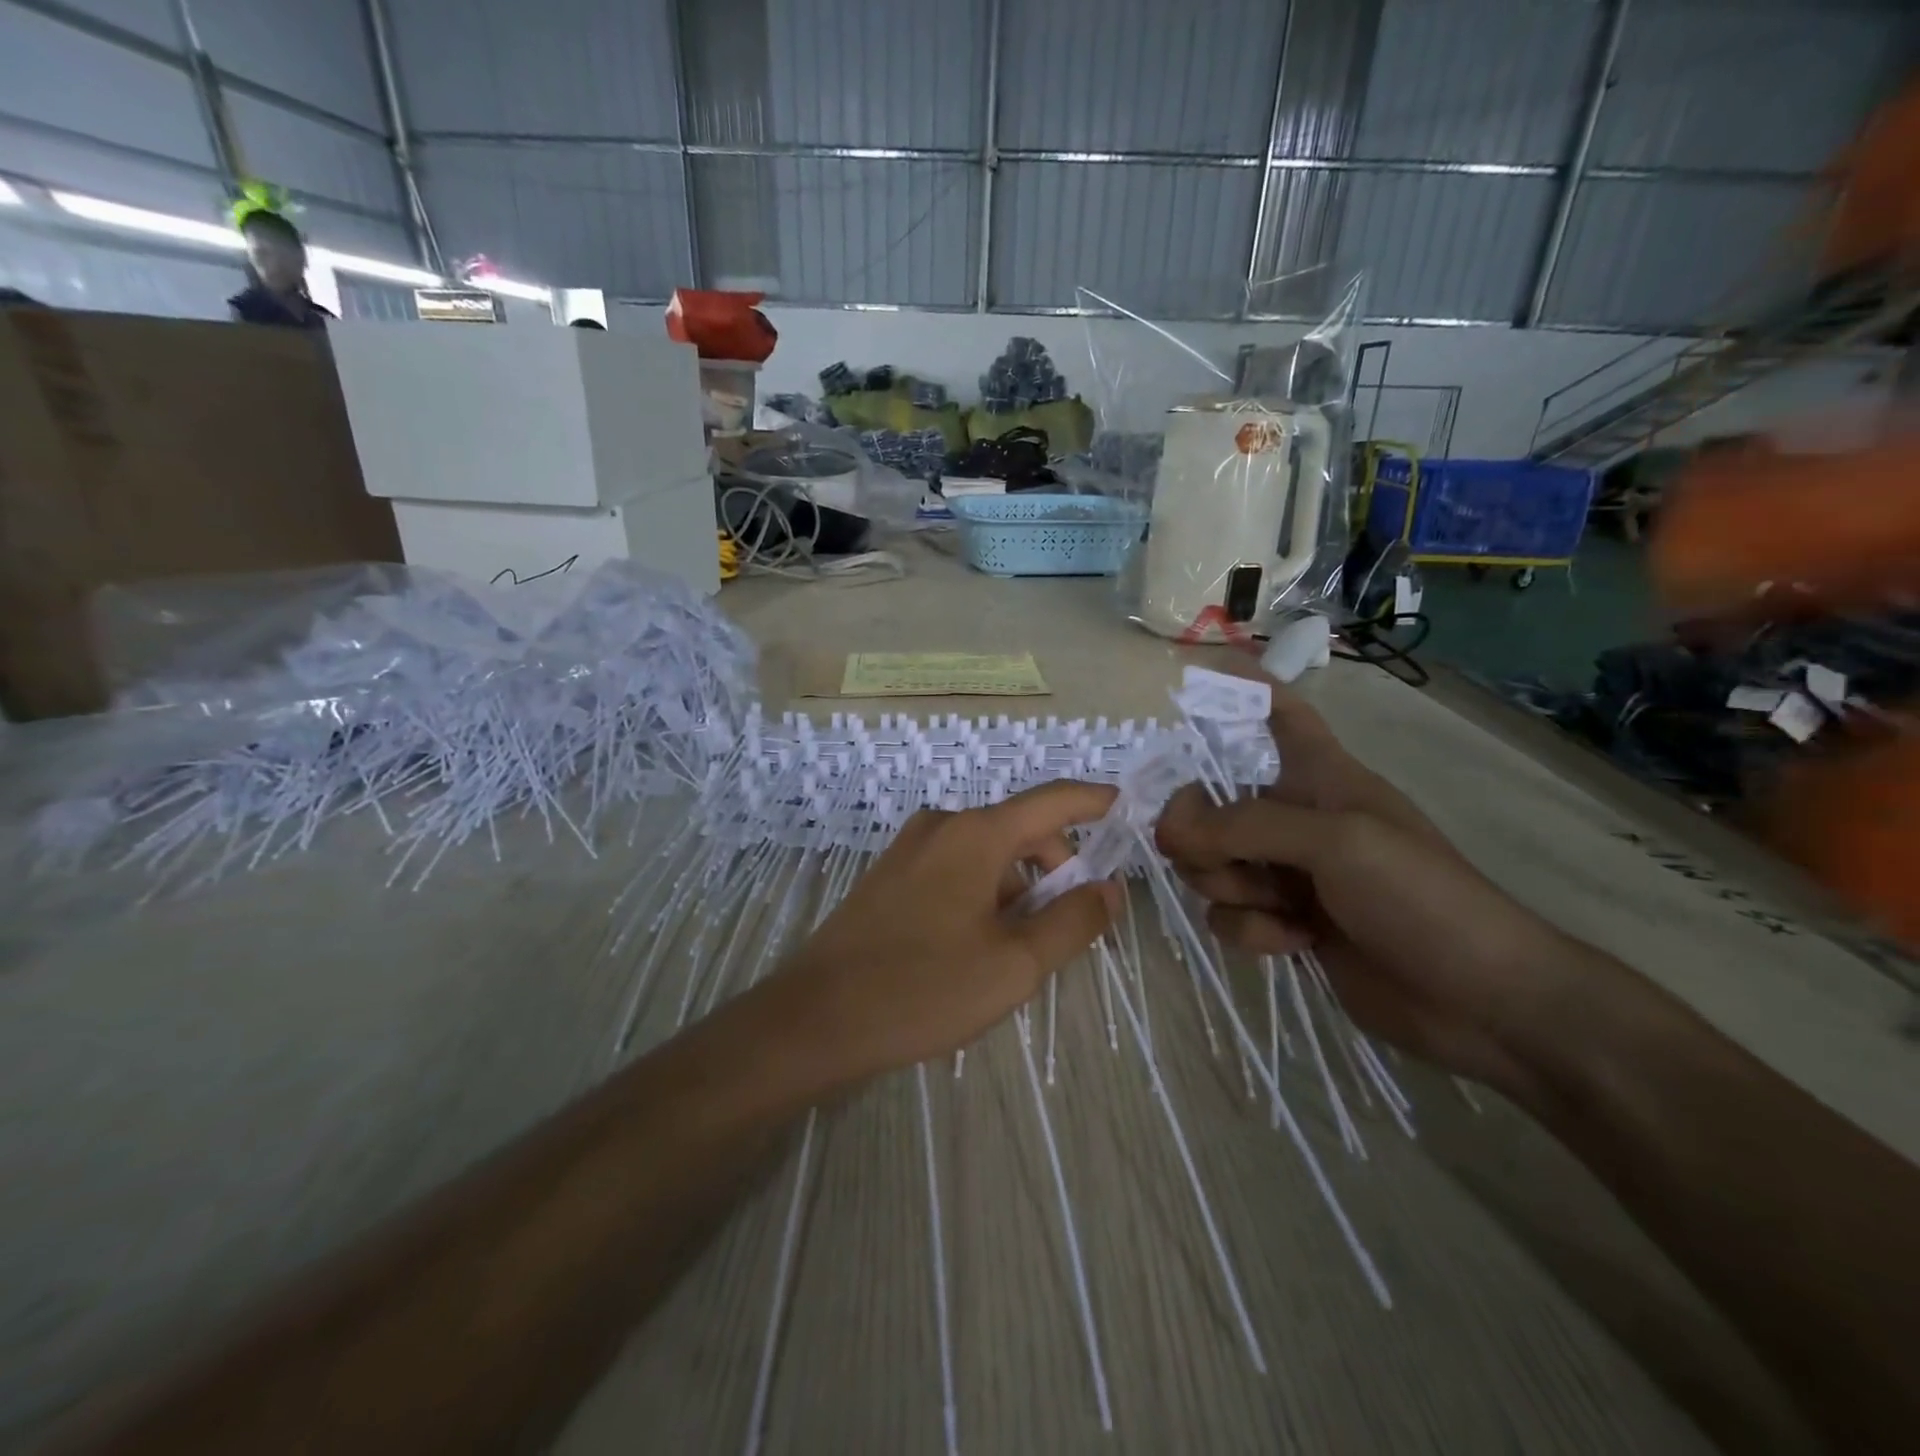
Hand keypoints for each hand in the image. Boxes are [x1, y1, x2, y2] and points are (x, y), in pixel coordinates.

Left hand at [762, 780, 1118, 1085]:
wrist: (816, 1018)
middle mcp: (942, 826)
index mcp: (976, 833)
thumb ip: (1072, 921)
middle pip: (1020, 831)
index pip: (1053, 800)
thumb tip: (1110, 888)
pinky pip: (955, 869)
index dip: (1094, 801)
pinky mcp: (890, 875)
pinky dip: (984, 894)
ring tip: (1017, 952)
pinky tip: (976, 946)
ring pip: (987, 855)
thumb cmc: (923, 988)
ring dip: (1018, 889)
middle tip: (1070, 927)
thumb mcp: (1014, 964)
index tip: (1125, 808)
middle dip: (1057, 867)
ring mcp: (910, 848)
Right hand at [1156, 686, 1578, 1092]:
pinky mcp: (1283, 924)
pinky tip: (1294, 942)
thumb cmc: (1420, 896)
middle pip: (1213, 802)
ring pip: (1211, 863)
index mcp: (1320, 775)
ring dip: (1227, 886)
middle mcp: (1295, 818)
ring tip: (1279, 906)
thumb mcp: (1335, 842)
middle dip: (1203, 832)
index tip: (1188, 684)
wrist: (1480, 1001)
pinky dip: (1251, 930)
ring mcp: (1288, 874)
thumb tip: (1166, 826)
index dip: (1240, 690)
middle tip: (1222, 856)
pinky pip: (1229, 915)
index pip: (1279, 713)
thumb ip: (1244, 826)